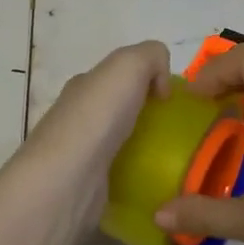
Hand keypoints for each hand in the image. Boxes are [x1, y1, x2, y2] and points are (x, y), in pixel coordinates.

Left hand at [16, 41, 171, 221]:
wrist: (68, 179)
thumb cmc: (98, 115)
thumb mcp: (129, 64)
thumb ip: (151, 56)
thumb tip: (160, 85)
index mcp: (85, 86)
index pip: (117, 77)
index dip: (146, 82)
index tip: (170, 101)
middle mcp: (78, 117)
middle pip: (118, 111)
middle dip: (145, 117)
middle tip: (175, 131)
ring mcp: (80, 155)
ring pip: (118, 145)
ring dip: (143, 149)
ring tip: (172, 160)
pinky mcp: (87, 188)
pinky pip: (118, 177)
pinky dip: (137, 178)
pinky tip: (155, 184)